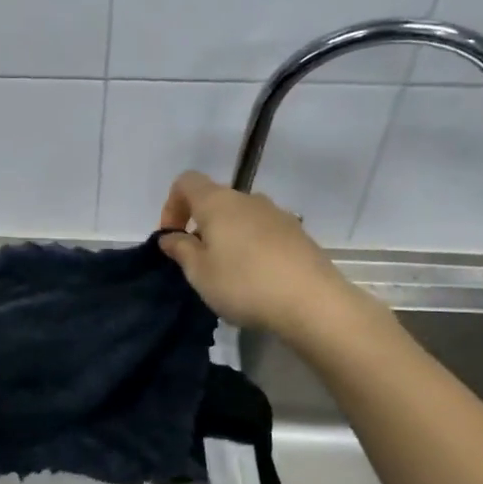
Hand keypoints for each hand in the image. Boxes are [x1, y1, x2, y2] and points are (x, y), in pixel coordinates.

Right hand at [157, 171, 352, 331]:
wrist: (312, 302)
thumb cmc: (244, 284)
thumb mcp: (199, 272)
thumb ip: (181, 250)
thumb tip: (170, 236)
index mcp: (218, 202)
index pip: (186, 182)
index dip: (172, 205)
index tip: (172, 237)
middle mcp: (248, 200)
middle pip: (215, 200)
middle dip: (199, 225)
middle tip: (197, 261)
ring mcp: (277, 214)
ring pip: (241, 217)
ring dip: (226, 237)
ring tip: (227, 272)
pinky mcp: (297, 234)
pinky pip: (263, 232)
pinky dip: (251, 247)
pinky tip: (255, 278)